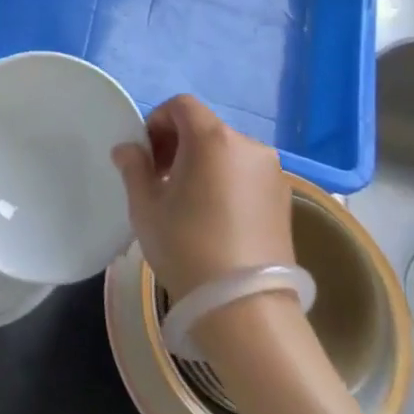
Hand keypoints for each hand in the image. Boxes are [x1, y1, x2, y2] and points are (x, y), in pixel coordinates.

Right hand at [111, 94, 294, 301]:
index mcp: (212, 139)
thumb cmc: (186, 247)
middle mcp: (248, 146)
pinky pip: (246, 174)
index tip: (146, 155)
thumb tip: (128, 148)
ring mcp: (272, 172)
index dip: (157, 121)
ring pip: (227, 152)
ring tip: (187, 202)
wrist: (245, 307)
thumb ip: (134, 168)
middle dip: (178, 144)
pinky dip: (226, 181)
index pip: (181, 106)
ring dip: (203, 163)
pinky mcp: (284, 199)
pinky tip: (214, 217)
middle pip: (205, 128)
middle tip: (160, 179)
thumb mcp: (146, 207)